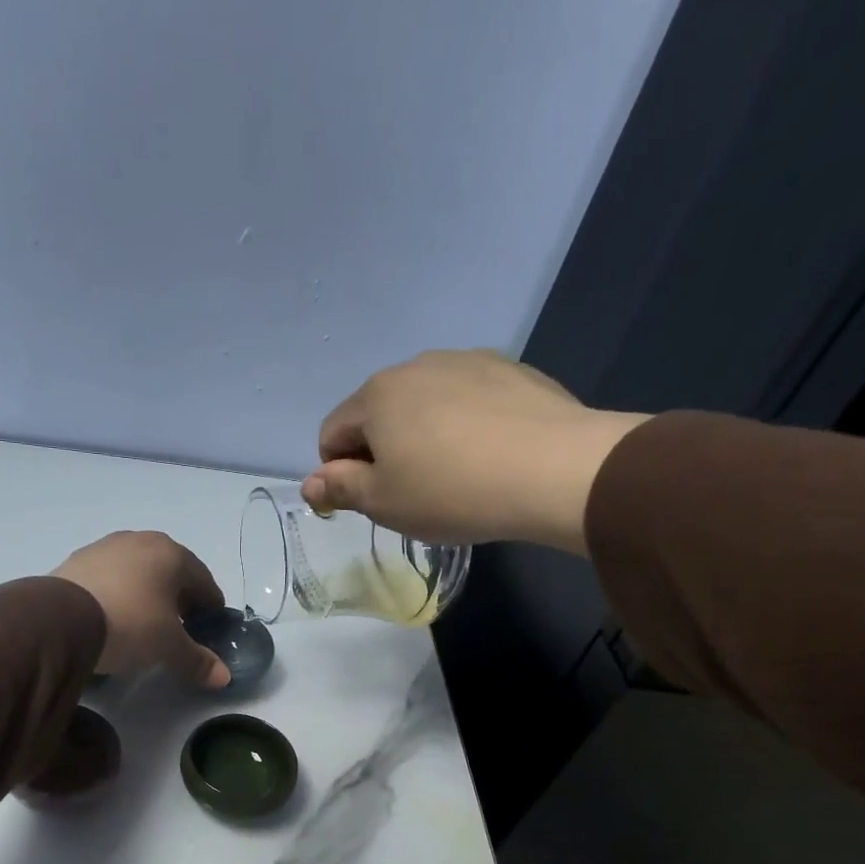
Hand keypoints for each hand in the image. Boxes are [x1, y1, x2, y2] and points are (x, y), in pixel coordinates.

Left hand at [52, 531, 230, 688]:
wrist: (61, 618)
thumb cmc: (131, 623)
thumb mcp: (168, 647)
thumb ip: (197, 660)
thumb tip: (224, 678)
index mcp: (171, 553)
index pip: (203, 580)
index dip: (210, 606)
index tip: (209, 628)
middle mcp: (140, 540)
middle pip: (170, 572)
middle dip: (178, 599)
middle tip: (179, 628)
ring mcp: (105, 547)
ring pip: (138, 572)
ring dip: (147, 594)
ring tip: (144, 624)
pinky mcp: (76, 561)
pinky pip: (110, 578)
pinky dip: (119, 594)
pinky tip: (113, 617)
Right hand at [303, 349, 650, 553]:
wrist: (553, 469)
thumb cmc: (450, 490)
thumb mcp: (382, 502)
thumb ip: (339, 488)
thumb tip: (310, 483)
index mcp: (376, 396)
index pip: (332, 434)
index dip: (339, 473)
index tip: (368, 502)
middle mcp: (416, 365)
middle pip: (377, 414)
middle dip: (381, 452)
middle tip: (410, 494)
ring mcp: (467, 361)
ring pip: (423, 404)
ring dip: (422, 436)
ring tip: (453, 475)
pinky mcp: (510, 370)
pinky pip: (466, 400)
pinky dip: (463, 425)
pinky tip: (486, 455)